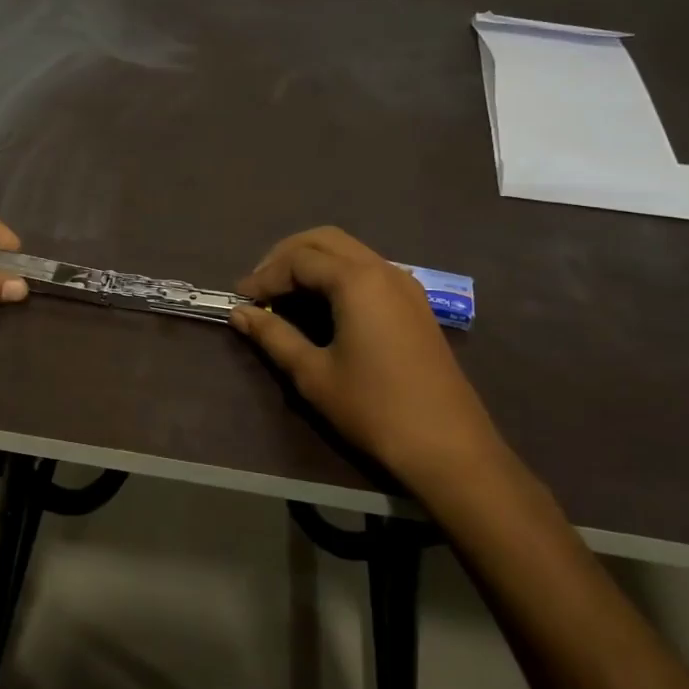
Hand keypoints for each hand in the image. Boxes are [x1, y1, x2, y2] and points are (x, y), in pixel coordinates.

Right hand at [230, 227, 498, 481]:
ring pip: (348, 250)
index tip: (240, 300)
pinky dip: (336, 274)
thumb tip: (238, 313)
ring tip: (283, 294)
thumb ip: (273, 336)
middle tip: (260, 287)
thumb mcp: (313, 374)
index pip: (298, 259)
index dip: (264, 276)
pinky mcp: (415, 304)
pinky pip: (367, 269)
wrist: (449, 448)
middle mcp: (383, 270)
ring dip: (312, 262)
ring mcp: (404, 285)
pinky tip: (321, 305)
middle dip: (285, 256)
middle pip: (324, 240)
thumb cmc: (374, 408)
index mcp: (357, 281)